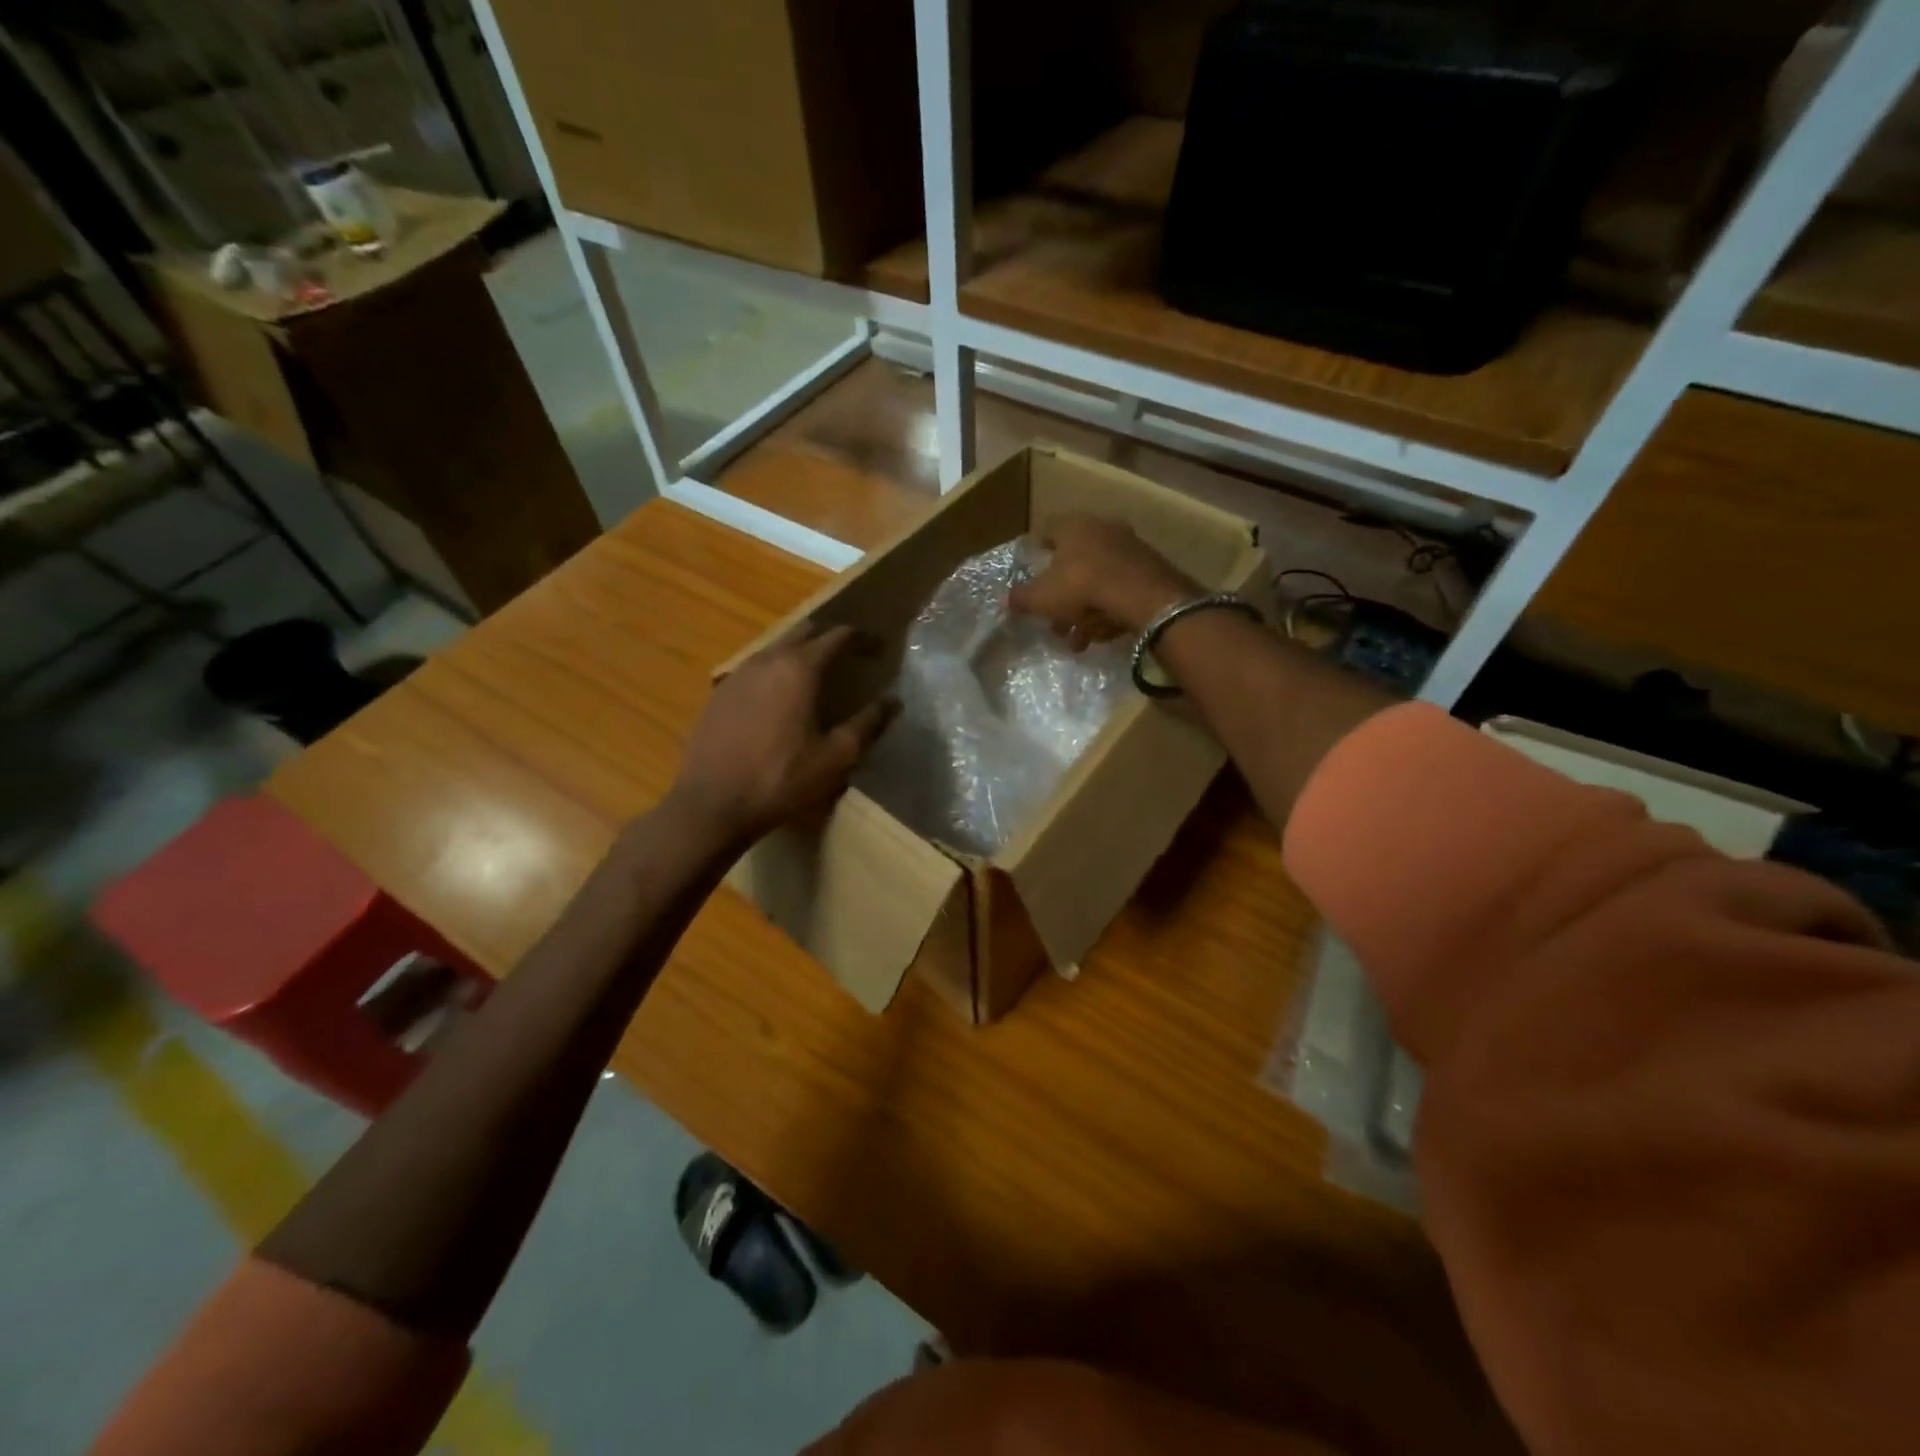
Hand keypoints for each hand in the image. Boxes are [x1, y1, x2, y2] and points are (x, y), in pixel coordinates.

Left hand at [670, 623, 897, 844]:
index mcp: (799, 669)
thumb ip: (867, 724)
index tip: (879, 649)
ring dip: (801, 653)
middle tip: (851, 658)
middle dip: (831, 638)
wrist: (713, 804)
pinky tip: (780, 699)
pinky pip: (755, 669)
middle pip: (804, 632)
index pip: (837, 636)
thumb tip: (892, 702)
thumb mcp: (836, 757)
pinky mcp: (719, 694)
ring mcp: (738, 674)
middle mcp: (767, 660)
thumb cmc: (782, 779)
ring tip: (818, 677)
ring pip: (776, 648)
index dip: (862, 639)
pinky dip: (776, 672)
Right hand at [1008, 513, 1198, 648]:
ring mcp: (1129, 547)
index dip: (1038, 552)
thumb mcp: (1042, 597)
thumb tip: (1005, 599)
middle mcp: (1102, 528)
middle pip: (1074, 562)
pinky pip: (1120, 590)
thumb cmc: (1082, 586)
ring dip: (1085, 611)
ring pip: (1098, 580)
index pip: (1048, 531)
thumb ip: (1021, 598)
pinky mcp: (1149, 569)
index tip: (1033, 574)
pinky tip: (1102, 635)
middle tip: (1055, 622)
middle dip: (1063, 596)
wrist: (1144, 596)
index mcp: (1073, 525)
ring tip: (1078, 640)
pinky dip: (1109, 611)